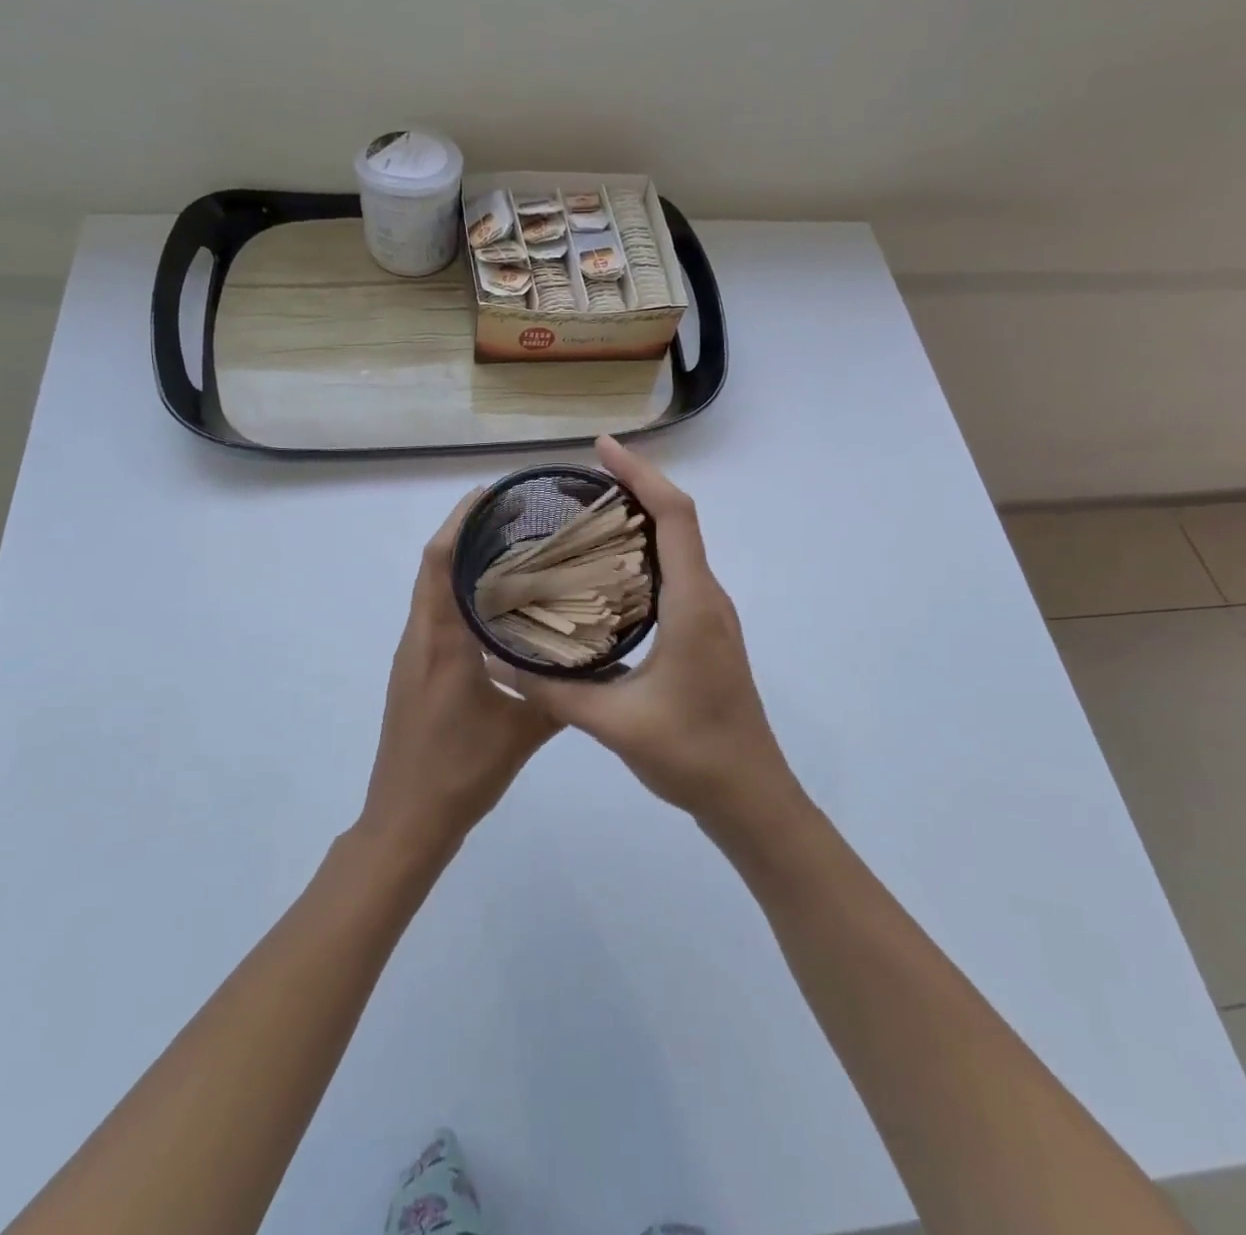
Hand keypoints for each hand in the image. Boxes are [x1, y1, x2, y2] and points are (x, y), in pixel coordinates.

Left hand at [359, 491, 562, 861]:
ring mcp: (412, 655)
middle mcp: (419, 637)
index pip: (440, 562)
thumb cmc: (459, 772)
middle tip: (515, 517)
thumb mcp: (522, 733)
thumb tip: (605, 666)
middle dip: (467, 533)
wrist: (406, 819)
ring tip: (511, 550)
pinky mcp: (414, 671)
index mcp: (440, 641)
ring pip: (433, 591)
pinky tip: (496, 607)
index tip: (494, 495)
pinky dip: (460, 595)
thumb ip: (563, 696)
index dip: (462, 521)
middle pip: (434, 566)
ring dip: (462, 563)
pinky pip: (435, 616)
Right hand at [502, 437, 804, 831]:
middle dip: (635, 488)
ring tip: (588, 516)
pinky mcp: (706, 634)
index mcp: (692, 605)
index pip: (675, 516)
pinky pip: (676, 574)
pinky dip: (644, 555)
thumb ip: (550, 691)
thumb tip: (496, 660)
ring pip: (679, 547)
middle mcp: (707, 598)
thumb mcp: (613, 723)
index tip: (601, 449)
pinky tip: (606, 574)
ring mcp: (710, 616)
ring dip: (642, 520)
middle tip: (580, 481)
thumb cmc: (692, 754)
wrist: (749, 796)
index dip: (640, 475)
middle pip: (678, 521)